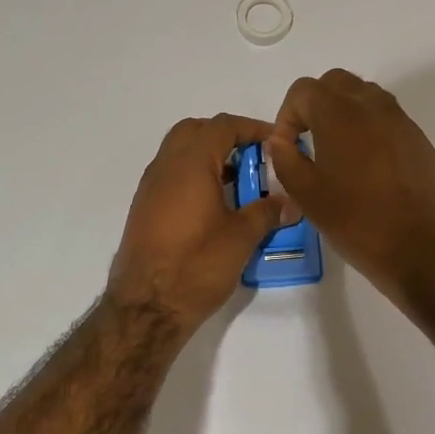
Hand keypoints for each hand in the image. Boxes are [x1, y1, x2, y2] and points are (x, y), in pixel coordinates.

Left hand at [107, 113, 298, 333]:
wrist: (146, 307)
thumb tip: (290, 203)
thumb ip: (267, 213)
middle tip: (252, 159)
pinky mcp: (144, 210)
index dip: (252, 128)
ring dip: (208, 158)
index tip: (276, 143)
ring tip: (238, 185)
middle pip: (195, 131)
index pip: (222, 126)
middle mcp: (164, 167)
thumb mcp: (241, 237)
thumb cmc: (197, 265)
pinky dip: (193, 177)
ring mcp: (150, 188)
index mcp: (189, 163)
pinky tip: (214, 207)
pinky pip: (171, 177)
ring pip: (179, 154)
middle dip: (225, 137)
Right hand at [266, 69, 434, 301]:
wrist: (422, 248)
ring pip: (364, 96)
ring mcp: (400, 120)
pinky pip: (385, 118)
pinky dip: (368, 128)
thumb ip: (285, 159)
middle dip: (315, 105)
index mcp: (340, 114)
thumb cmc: (357, 221)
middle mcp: (372, 106)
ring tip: (336, 152)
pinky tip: (365, 167)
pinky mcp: (418, 139)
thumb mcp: (306, 195)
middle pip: (335, 83)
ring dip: (343, 112)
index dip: (286, 116)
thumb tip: (280, 142)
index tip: (287, 148)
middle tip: (307, 140)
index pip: (303, 90)